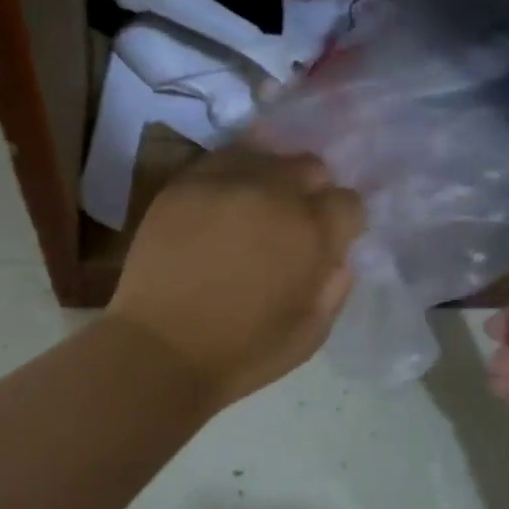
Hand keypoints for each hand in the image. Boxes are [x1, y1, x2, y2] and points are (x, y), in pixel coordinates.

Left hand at [109, 147, 364, 407]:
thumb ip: (335, 285)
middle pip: (310, 167)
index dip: (343, 223)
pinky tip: (225, 202)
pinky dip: (233, 175)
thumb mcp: (311, 333)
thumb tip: (336, 256)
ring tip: (257, 208)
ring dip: (272, 179)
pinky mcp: (185, 183)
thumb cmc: (243, 352)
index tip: (329, 242)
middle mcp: (274, 193)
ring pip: (266, 155)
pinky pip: (222, 159)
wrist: (160, 350)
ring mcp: (226, 181)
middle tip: (292, 224)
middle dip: (311, 192)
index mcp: (311, 231)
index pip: (348, 202)